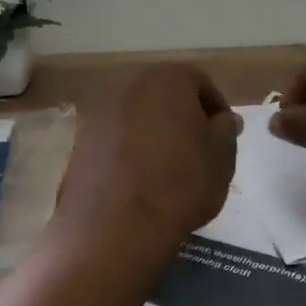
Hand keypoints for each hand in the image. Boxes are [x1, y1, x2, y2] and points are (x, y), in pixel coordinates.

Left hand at [58, 63, 240, 256]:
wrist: (116, 226)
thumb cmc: (180, 184)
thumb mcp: (221, 158)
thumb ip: (226, 130)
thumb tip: (223, 120)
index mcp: (166, 80)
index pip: (199, 81)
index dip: (216, 108)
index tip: (223, 137)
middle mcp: (128, 87)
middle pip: (163, 96)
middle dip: (181, 119)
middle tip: (197, 152)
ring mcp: (98, 115)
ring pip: (136, 119)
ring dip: (152, 136)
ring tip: (167, 172)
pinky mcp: (80, 144)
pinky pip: (114, 142)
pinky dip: (127, 154)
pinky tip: (137, 183)